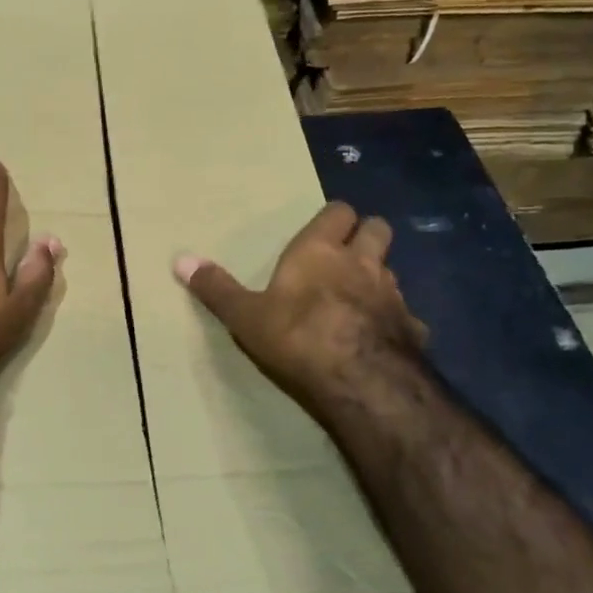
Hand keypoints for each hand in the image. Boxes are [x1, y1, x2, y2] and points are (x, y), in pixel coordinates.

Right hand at [174, 202, 427, 415]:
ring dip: (378, 276)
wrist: (360, 380)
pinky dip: (394, 320)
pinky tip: (380, 337)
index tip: (324, 229)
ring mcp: (393, 294)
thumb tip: (180, 259)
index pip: (338, 212)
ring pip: (392, 270)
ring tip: (360, 296)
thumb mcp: (245, 315)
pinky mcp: (412, 328)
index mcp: (320, 251)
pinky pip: (405, 315)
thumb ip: (216, 288)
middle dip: (366, 235)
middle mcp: (362, 262)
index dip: (333, 219)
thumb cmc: (297, 337)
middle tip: (347, 253)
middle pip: (377, 230)